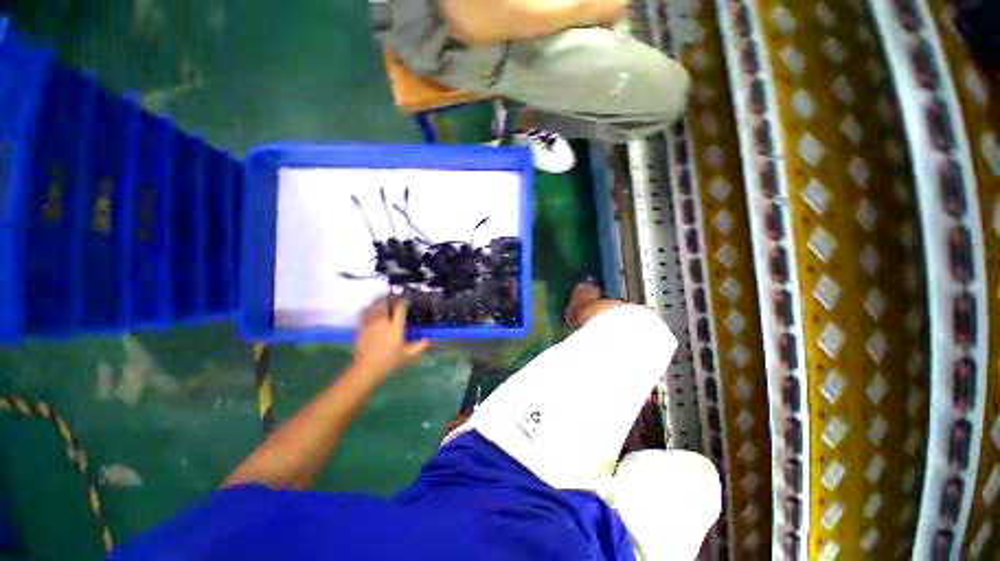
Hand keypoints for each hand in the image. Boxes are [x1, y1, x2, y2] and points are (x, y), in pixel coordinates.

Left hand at [352, 296, 431, 379]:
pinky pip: (364, 313)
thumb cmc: (390, 361)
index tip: (407, 300)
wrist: (367, 369)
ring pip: (374, 305)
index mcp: (396, 326)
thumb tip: (432, 339)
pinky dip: (369, 309)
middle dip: (391, 298)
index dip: (404, 301)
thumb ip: (421, 346)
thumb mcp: (409, 355)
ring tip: (384, 302)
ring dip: (380, 301)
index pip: (400, 307)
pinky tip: (371, 312)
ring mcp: (370, 323)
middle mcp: (383, 321)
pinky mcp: (361, 327)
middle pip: (386, 302)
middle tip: (395, 300)